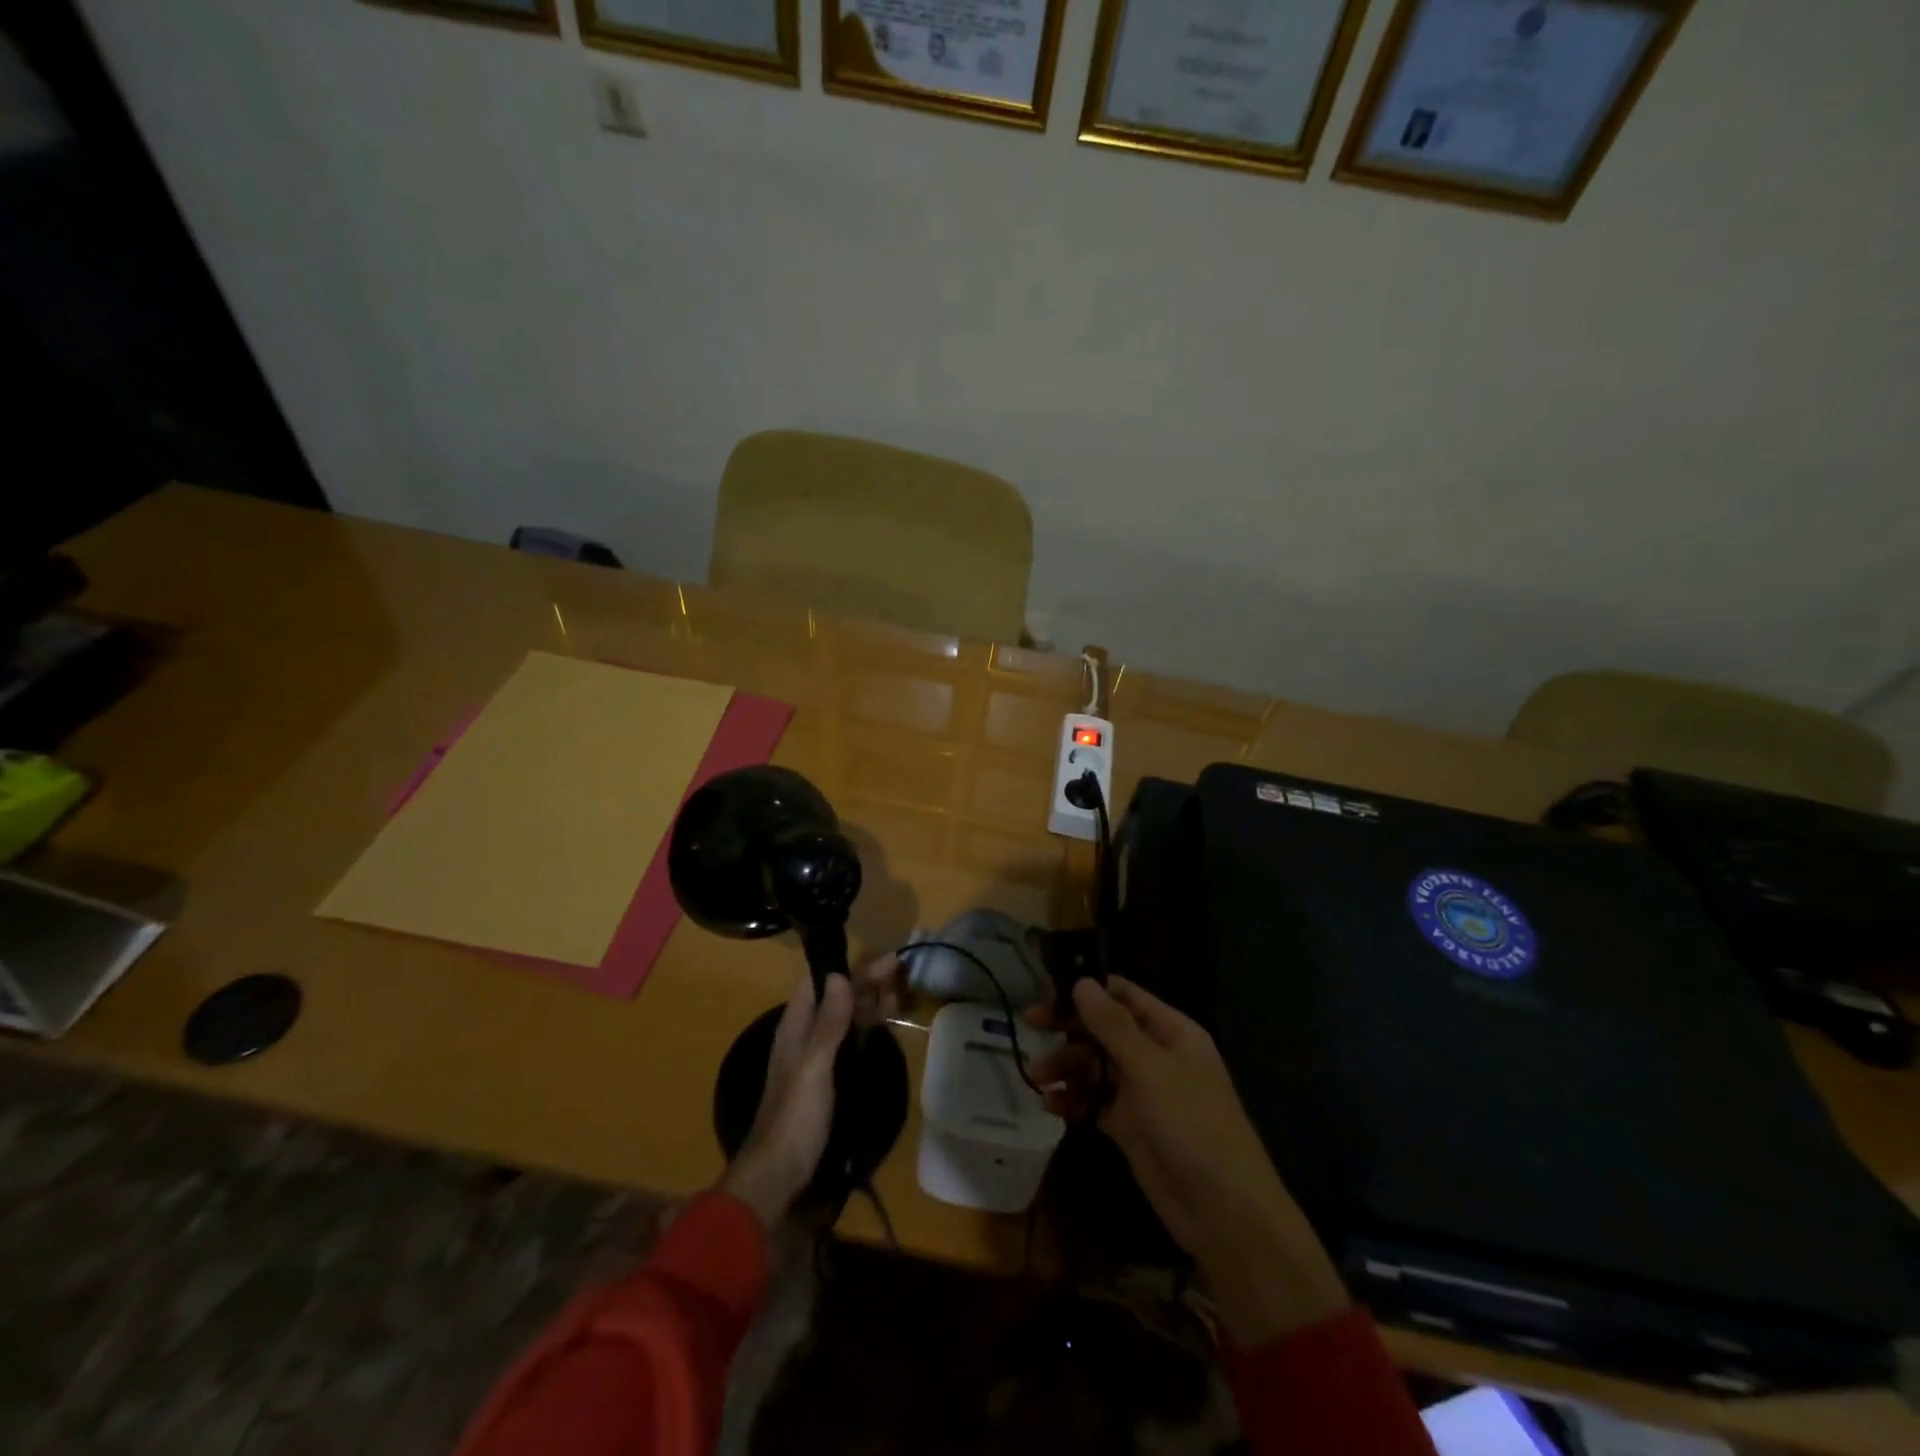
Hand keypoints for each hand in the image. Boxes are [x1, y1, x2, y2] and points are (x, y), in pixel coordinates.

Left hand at [721, 954, 900, 1227]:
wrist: (777, 1178)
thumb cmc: (794, 1119)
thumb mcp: (814, 1067)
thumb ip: (828, 1023)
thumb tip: (840, 975)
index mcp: (795, 1027)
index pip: (819, 982)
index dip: (847, 966)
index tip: (881, 959)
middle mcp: (805, 1037)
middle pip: (836, 999)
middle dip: (865, 983)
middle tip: (899, 973)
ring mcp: (816, 1060)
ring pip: (845, 1020)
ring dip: (868, 1004)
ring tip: (898, 995)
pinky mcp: (828, 1081)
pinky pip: (849, 1043)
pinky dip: (866, 1030)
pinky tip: (882, 1029)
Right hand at [1029, 977, 1348, 1345]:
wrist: (1224, 1213)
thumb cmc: (1193, 1126)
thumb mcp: (1150, 1068)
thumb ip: (1112, 1025)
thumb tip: (1082, 982)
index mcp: (1170, 1032)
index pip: (1123, 995)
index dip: (1087, 990)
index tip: (1049, 993)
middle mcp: (1155, 1055)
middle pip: (1103, 1029)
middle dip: (1068, 1028)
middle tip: (1031, 1025)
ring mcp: (1142, 1092)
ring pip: (1095, 1065)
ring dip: (1065, 1066)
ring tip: (1036, 1077)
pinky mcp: (1129, 1126)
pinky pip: (1094, 1101)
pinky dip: (1073, 1099)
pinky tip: (1051, 1105)